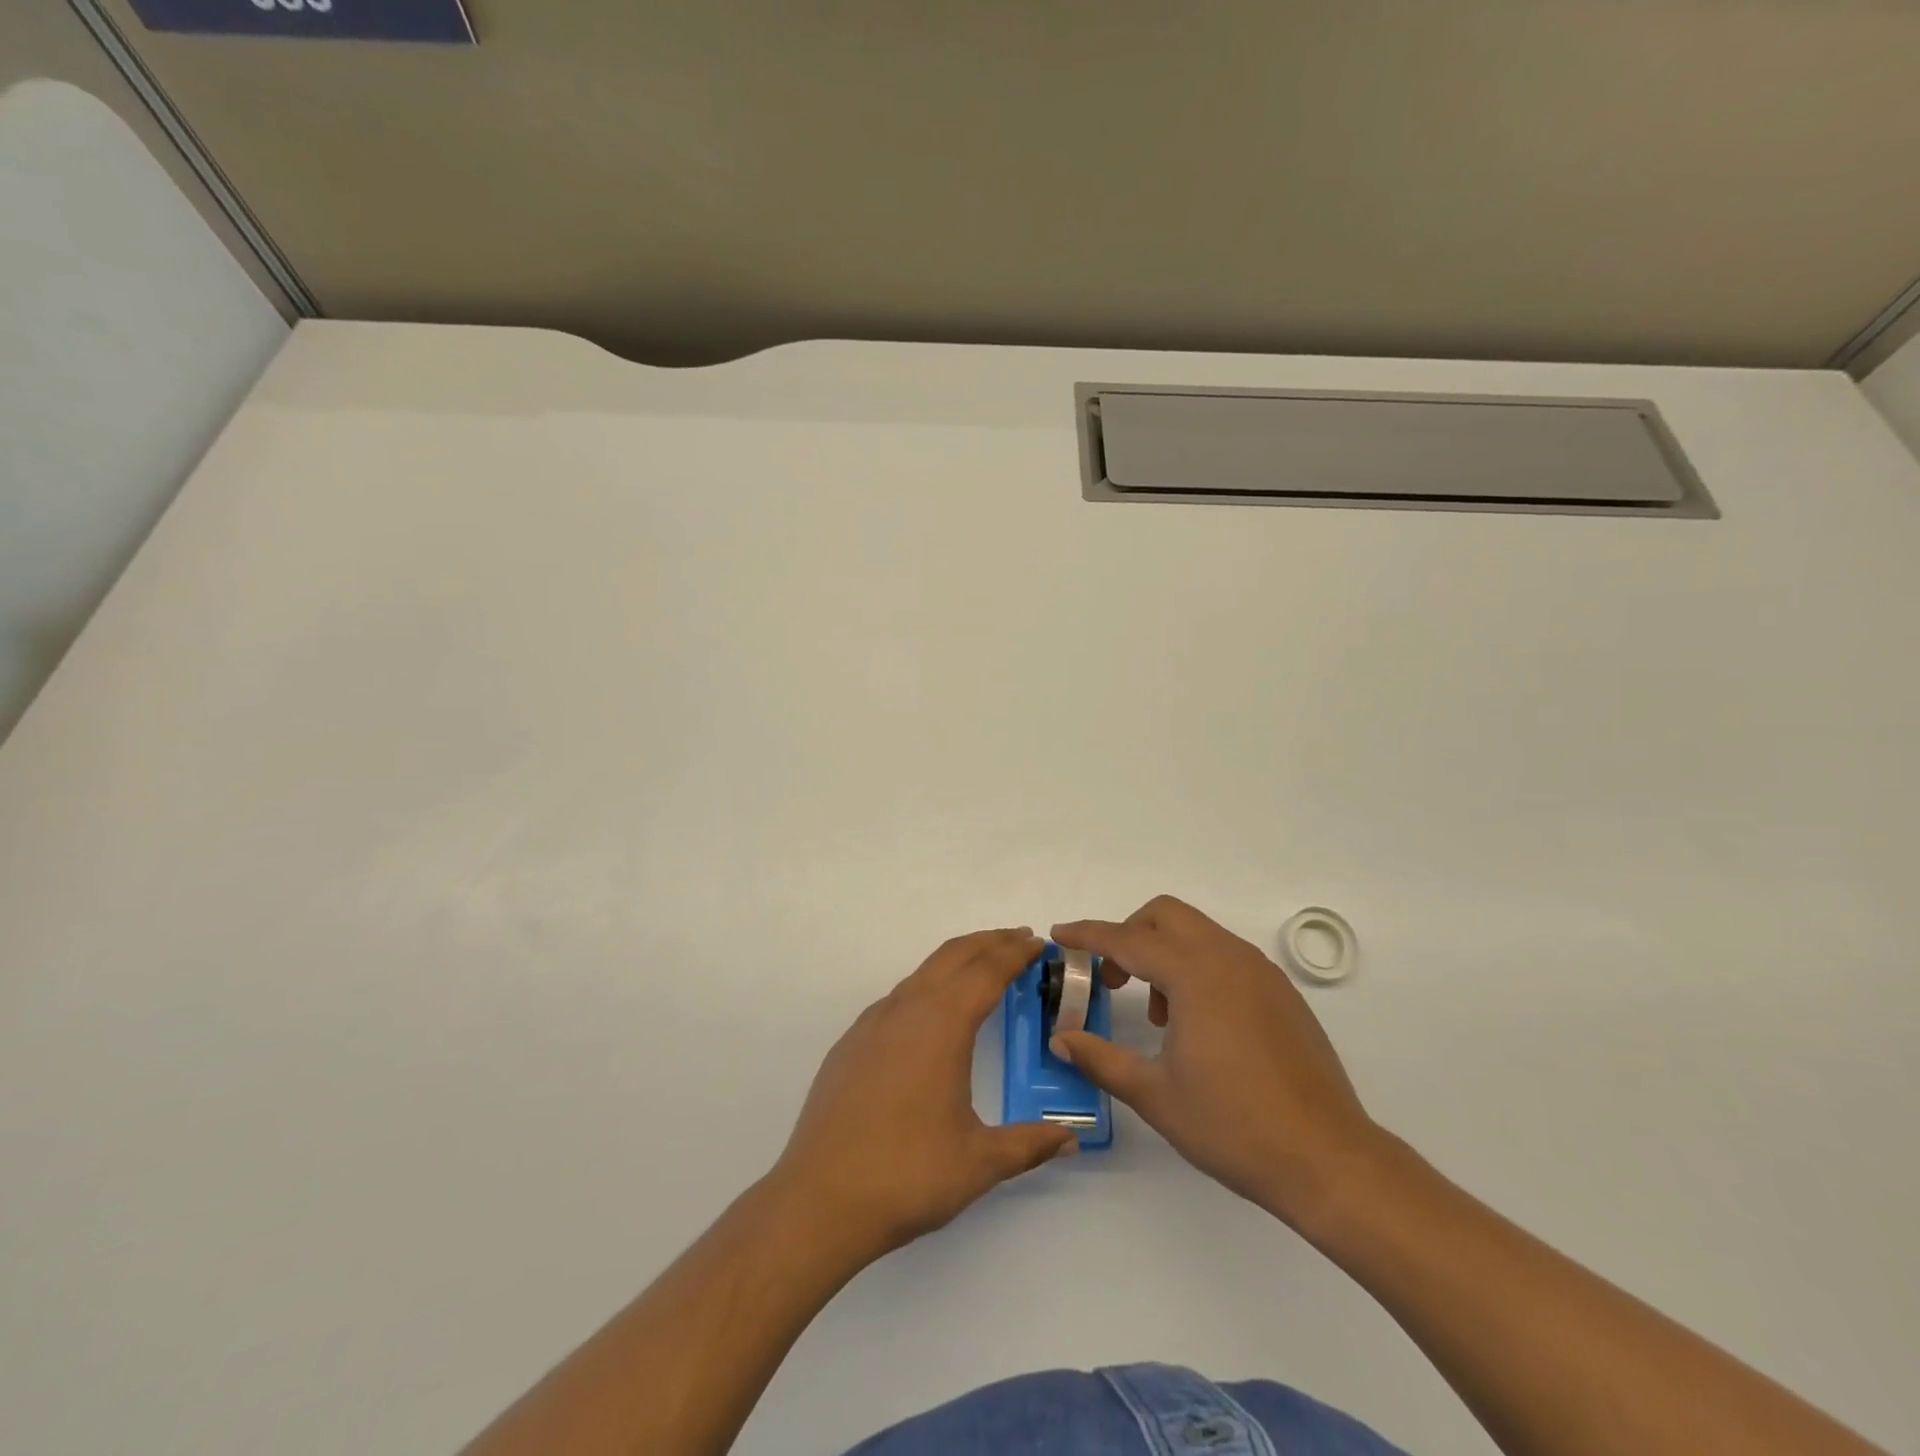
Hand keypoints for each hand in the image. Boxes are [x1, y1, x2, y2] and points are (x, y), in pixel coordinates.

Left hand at [771, 928, 1077, 1264]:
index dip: (1016, 953)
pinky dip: (928, 986)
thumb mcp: (979, 1162)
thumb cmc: (907, 1175)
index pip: (987, 972)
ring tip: (983, 970)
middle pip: (954, 956)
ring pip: (923, 973)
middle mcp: (906, 1009)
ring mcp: (873, 1023)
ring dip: (957, 961)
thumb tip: (1071, 1138)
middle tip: (1020, 940)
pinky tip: (933, 1015)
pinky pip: (899, 998)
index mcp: (942, 1025)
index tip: (1039, 943)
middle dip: (989, 942)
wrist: (819, 1200)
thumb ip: (1029, 1144)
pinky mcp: (852, 1042)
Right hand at [1051, 896, 1380, 1232]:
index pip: (1127, 939)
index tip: (1059, 935)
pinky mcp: (1281, 992)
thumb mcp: (1155, 1095)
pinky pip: (1226, 956)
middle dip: (1130, 934)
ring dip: (1164, 953)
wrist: (1328, 1160)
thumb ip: (1101, 1059)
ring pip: (1198, 933)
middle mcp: (1229, 958)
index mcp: (1195, 975)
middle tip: (1112, 979)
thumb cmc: (1233, 1126)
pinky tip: (1197, 1025)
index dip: (1088, 935)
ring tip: (1158, 1014)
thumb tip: (1061, 1040)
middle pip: (1166, 916)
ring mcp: (1261, 972)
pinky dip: (1197, 968)